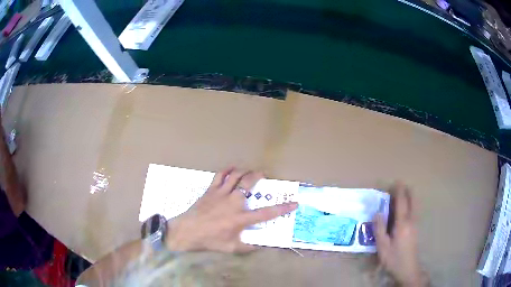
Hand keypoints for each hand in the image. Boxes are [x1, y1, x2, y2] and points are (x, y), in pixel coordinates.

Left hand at [165, 167, 297, 252]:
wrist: (187, 231)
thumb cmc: (209, 240)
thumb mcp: (231, 248)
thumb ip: (248, 247)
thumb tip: (261, 247)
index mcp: (240, 218)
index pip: (266, 213)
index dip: (283, 208)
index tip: (294, 203)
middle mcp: (233, 202)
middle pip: (249, 183)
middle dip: (258, 176)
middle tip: (263, 175)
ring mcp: (221, 194)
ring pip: (235, 176)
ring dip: (244, 171)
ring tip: (249, 171)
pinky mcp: (210, 190)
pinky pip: (219, 176)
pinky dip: (227, 170)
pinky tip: (231, 169)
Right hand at [373, 183, 428, 286]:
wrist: (408, 269)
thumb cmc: (393, 259)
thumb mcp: (382, 246)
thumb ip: (380, 229)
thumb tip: (377, 212)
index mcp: (402, 224)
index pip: (401, 203)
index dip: (399, 191)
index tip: (397, 181)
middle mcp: (411, 221)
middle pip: (412, 201)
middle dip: (408, 191)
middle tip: (401, 185)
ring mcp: (415, 225)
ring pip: (415, 206)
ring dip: (411, 197)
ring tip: (405, 193)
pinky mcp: (416, 229)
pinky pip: (415, 211)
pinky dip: (412, 204)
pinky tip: (408, 208)